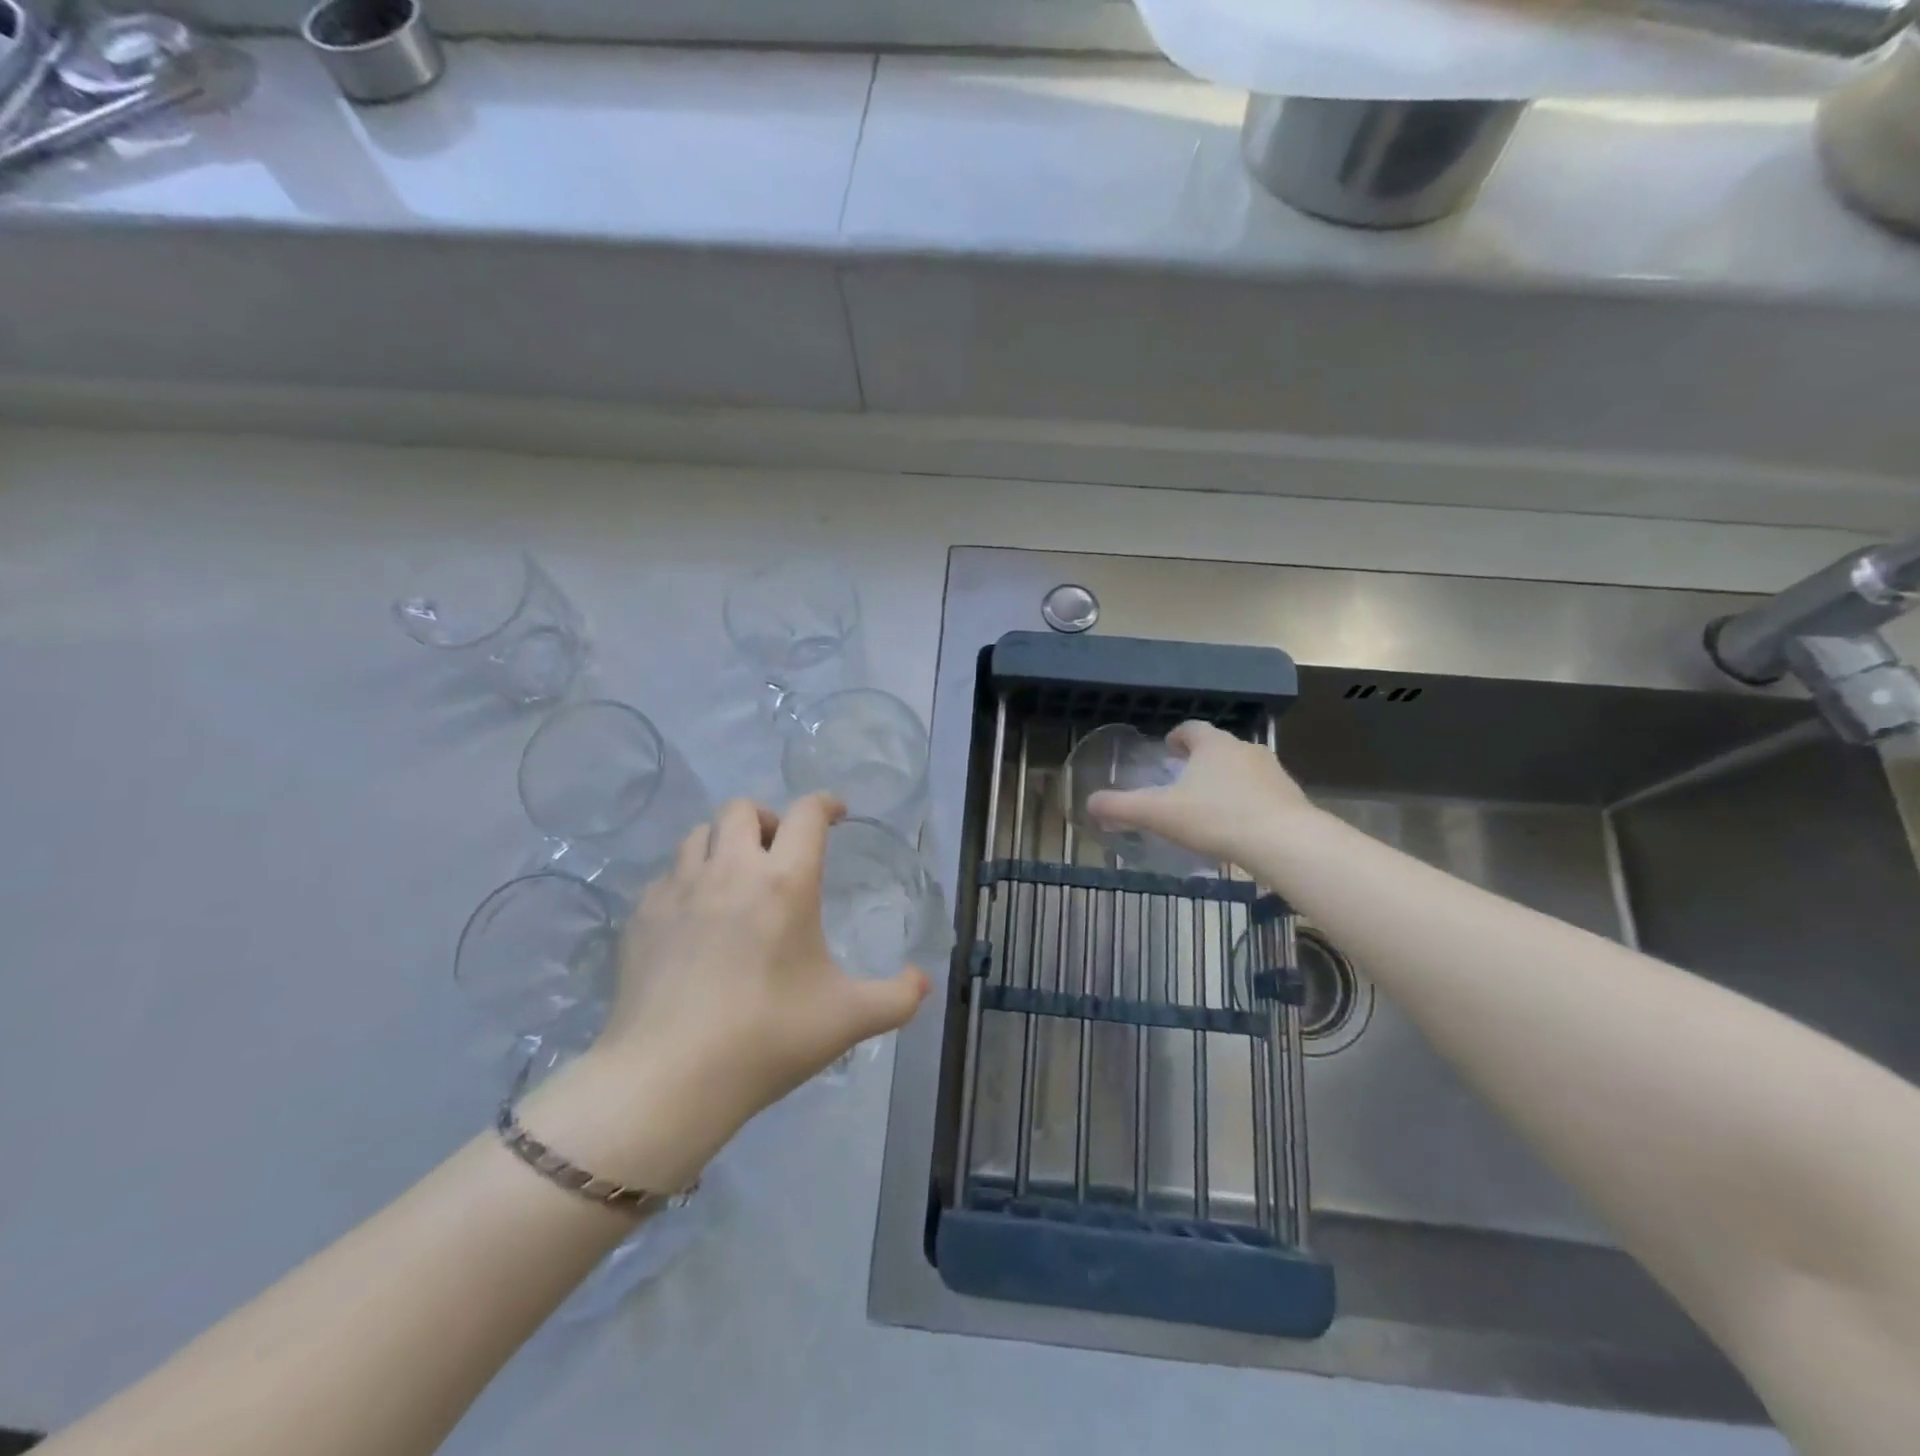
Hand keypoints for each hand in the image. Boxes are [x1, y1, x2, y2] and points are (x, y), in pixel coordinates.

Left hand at [589, 795, 929, 1152]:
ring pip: (699, 833)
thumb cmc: (767, 1038)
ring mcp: (679, 889)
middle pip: (743, 808)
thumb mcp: (848, 1020)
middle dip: (767, 818)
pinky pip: (668, 875)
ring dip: (723, 843)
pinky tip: (695, 918)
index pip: (806, 814)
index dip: (825, 804)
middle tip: (780, 851)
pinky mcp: (642, 915)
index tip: (837, 814)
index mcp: (785, 882)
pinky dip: (687, 880)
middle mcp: (730, 870)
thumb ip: (897, 998)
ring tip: (735, 878)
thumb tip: (923, 981)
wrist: (668, 1078)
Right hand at [1086, 720, 1312, 866]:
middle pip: (1218, 747)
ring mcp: (1272, 772)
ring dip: (1226, 779)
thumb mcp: (1160, 814)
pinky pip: (1263, 793)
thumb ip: (1122, 808)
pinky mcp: (1291, 797)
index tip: (1168, 748)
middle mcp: (1244, 749)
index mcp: (1212, 745)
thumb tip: (1089, 803)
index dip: (1177, 736)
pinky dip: (1248, 801)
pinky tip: (1238, 825)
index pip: (1191, 728)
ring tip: (1210, 804)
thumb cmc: (1216, 818)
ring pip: (1242, 768)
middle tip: (1183, 778)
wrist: (1285, 842)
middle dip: (1201, 759)